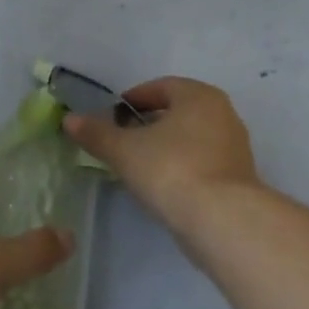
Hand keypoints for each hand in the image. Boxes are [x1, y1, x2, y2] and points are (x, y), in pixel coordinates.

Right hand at [63, 77, 260, 229]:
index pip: (161, 87)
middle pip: (177, 112)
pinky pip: (202, 163)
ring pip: (190, 139)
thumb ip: (96, 133)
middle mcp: (223, 114)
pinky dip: (181, 168)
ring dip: (165, 148)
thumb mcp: (124, 150)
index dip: (133, 100)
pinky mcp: (238, 179)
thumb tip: (70, 120)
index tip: (112, 117)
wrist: (222, 221)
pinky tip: (162, 187)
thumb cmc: (171, 169)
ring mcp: (235, 148)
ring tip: (138, 166)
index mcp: (199, 96)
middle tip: (122, 141)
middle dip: (148, 124)